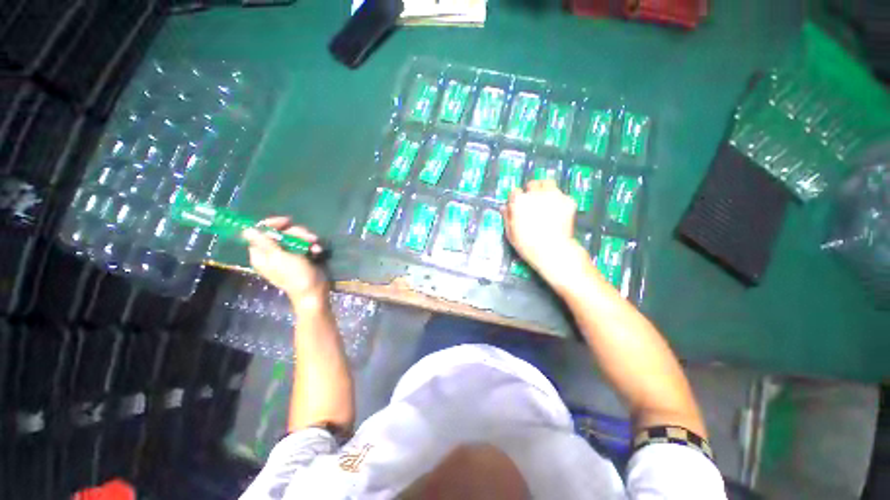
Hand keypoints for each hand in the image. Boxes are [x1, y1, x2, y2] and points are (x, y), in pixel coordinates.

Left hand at [243, 217, 327, 310]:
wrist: (314, 291)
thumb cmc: (295, 275)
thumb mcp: (279, 257)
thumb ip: (264, 242)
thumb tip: (246, 229)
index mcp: (262, 254)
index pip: (261, 232)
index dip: (273, 224)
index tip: (287, 222)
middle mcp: (273, 252)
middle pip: (281, 232)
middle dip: (297, 233)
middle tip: (309, 238)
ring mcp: (288, 254)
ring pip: (295, 237)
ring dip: (307, 239)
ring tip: (315, 245)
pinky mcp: (301, 256)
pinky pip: (304, 244)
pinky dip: (312, 245)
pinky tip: (317, 251)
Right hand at [502, 180, 591, 288]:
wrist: (553, 250)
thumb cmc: (527, 245)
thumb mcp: (511, 234)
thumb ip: (507, 217)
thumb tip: (504, 207)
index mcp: (519, 201)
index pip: (515, 191)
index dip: (516, 199)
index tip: (517, 205)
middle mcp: (536, 194)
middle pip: (532, 184)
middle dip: (531, 191)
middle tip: (533, 203)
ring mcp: (554, 195)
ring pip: (548, 183)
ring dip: (545, 189)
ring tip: (546, 201)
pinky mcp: (568, 200)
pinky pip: (562, 195)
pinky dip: (559, 200)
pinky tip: (558, 211)